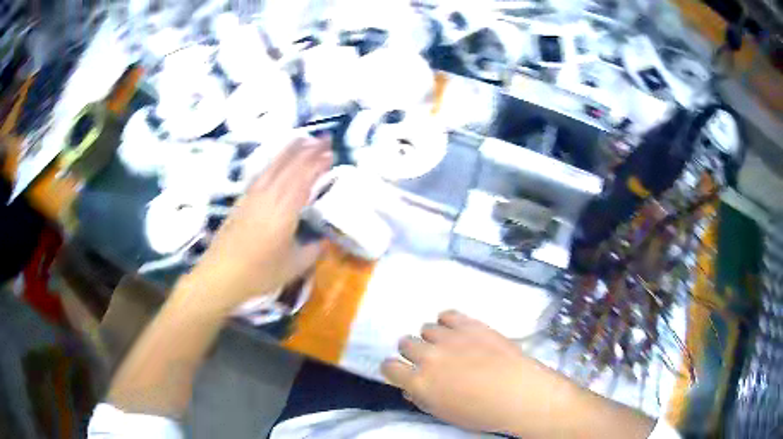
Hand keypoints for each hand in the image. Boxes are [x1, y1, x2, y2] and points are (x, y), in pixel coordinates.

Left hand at [189, 137, 332, 309]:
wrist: (221, 274)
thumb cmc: (259, 273)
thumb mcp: (294, 266)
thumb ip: (312, 251)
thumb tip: (323, 241)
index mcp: (284, 210)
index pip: (304, 179)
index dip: (318, 164)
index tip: (331, 154)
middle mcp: (269, 196)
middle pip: (290, 166)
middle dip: (308, 150)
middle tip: (324, 139)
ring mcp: (253, 196)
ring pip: (273, 166)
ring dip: (290, 151)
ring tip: (303, 139)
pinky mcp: (242, 200)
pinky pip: (262, 173)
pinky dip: (273, 162)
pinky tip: (277, 162)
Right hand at [381, 311, 576, 435]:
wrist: (518, 392)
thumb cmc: (482, 412)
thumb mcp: (445, 413)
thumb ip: (422, 398)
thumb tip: (411, 388)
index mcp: (419, 383)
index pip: (389, 367)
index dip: (394, 369)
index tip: (402, 371)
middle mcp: (428, 357)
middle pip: (405, 343)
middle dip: (413, 352)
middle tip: (429, 360)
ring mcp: (449, 338)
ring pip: (426, 328)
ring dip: (433, 338)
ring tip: (448, 346)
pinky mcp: (469, 325)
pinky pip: (447, 314)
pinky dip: (448, 323)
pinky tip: (457, 332)